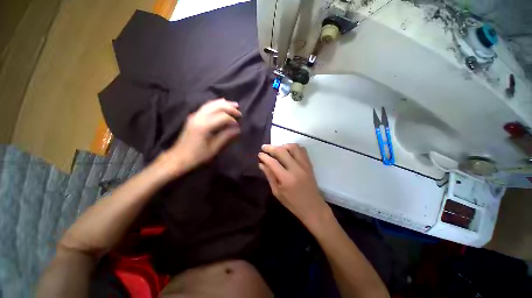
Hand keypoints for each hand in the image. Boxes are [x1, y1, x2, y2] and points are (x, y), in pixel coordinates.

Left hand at [159, 98, 241, 176]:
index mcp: (204, 126)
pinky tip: (221, 105)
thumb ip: (225, 136)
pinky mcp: (193, 117)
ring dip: (223, 103)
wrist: (179, 157)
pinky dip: (215, 104)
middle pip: (216, 106)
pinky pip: (206, 106)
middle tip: (238, 110)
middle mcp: (198, 117)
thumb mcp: (213, 148)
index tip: (238, 125)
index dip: (231, 119)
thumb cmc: (197, 155)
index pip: (222, 117)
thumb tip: (237, 129)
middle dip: (229, 107)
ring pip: (210, 104)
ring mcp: (195, 116)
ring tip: (233, 105)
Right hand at [258, 144, 330, 228]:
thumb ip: (269, 176)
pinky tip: (288, 151)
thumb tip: (261, 164)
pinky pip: (302, 150)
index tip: (259, 154)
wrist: (313, 207)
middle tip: (264, 147)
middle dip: (271, 147)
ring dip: (283, 145)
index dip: (264, 157)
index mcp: (286, 178)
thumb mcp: (277, 192)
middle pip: (282, 151)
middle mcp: (296, 169)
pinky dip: (293, 148)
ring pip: (293, 147)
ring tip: (277, 149)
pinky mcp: (309, 164)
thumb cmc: (292, 203)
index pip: (273, 162)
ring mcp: (304, 165)